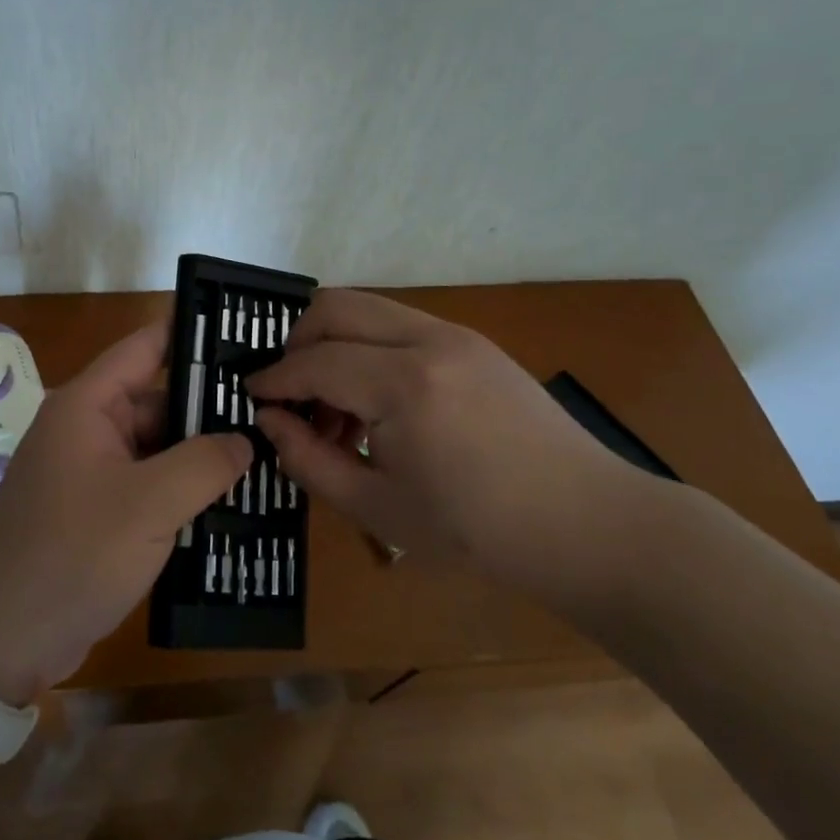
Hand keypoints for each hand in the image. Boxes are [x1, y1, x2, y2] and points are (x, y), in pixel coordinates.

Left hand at [0, 324, 252, 706]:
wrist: (1, 641)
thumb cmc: (72, 555)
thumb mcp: (148, 505)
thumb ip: (204, 463)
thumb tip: (245, 440)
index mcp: (87, 406)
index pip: (146, 347)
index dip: (193, 334)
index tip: (248, 332)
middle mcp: (87, 429)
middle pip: (158, 400)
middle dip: (211, 407)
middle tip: (276, 409)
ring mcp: (91, 473)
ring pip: (158, 447)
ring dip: (201, 454)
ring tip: (268, 453)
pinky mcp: (97, 512)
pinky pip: (149, 485)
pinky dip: (183, 489)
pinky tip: (232, 500)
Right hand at [247, 290, 672, 613]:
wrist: (589, 525)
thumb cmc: (479, 532)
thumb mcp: (379, 509)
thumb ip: (311, 460)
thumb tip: (270, 422)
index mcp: (404, 384)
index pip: (315, 362)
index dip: (274, 379)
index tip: (250, 397)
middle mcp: (428, 339)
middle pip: (336, 307)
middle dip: (297, 342)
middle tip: (288, 393)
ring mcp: (457, 335)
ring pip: (369, 309)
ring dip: (335, 345)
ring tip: (336, 412)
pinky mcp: (475, 343)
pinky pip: (400, 326)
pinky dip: (370, 349)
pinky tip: (378, 406)